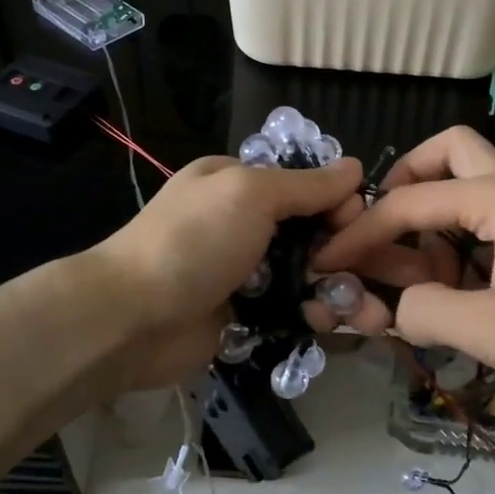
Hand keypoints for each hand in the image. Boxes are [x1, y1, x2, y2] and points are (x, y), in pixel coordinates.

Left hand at [86, 154, 366, 390]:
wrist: (133, 319)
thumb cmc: (194, 241)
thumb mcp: (250, 194)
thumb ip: (307, 185)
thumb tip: (355, 168)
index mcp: (238, 182)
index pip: (305, 184)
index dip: (337, 202)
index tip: (357, 224)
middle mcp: (242, 223)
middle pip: (310, 231)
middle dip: (341, 251)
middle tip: (361, 274)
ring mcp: (243, 271)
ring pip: (305, 275)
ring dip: (333, 289)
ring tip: (355, 310)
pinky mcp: (245, 315)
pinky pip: (291, 310)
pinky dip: (311, 316)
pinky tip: (325, 324)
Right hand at [314, 126, 494, 404]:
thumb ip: (429, 312)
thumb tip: (395, 305)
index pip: (408, 203)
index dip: (360, 233)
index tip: (328, 261)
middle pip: (447, 153)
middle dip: (404, 183)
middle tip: (384, 229)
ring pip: (467, 186)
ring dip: (431, 220)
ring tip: (419, 279)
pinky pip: (488, 220)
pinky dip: (459, 242)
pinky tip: (457, 289)